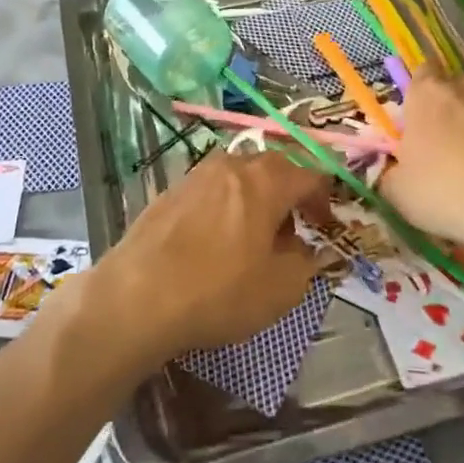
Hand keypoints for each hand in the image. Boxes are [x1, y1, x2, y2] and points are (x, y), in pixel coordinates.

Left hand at [81, 148, 330, 367]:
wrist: (137, 296)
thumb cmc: (219, 291)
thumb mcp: (281, 289)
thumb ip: (305, 262)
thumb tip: (303, 247)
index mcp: (267, 180)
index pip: (311, 174)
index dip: (325, 199)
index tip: (326, 225)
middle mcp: (232, 165)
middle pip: (274, 168)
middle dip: (290, 194)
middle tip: (294, 229)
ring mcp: (196, 175)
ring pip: (239, 176)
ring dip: (255, 198)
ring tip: (254, 236)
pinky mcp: (169, 192)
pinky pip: (211, 190)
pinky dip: (225, 206)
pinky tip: (216, 241)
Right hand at [381, 67, 463, 252]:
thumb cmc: (446, 193)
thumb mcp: (399, 194)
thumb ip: (394, 175)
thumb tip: (396, 173)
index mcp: (427, 96)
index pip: (422, 73)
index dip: (423, 93)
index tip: (424, 116)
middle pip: (461, 83)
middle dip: (460, 104)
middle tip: (460, 141)